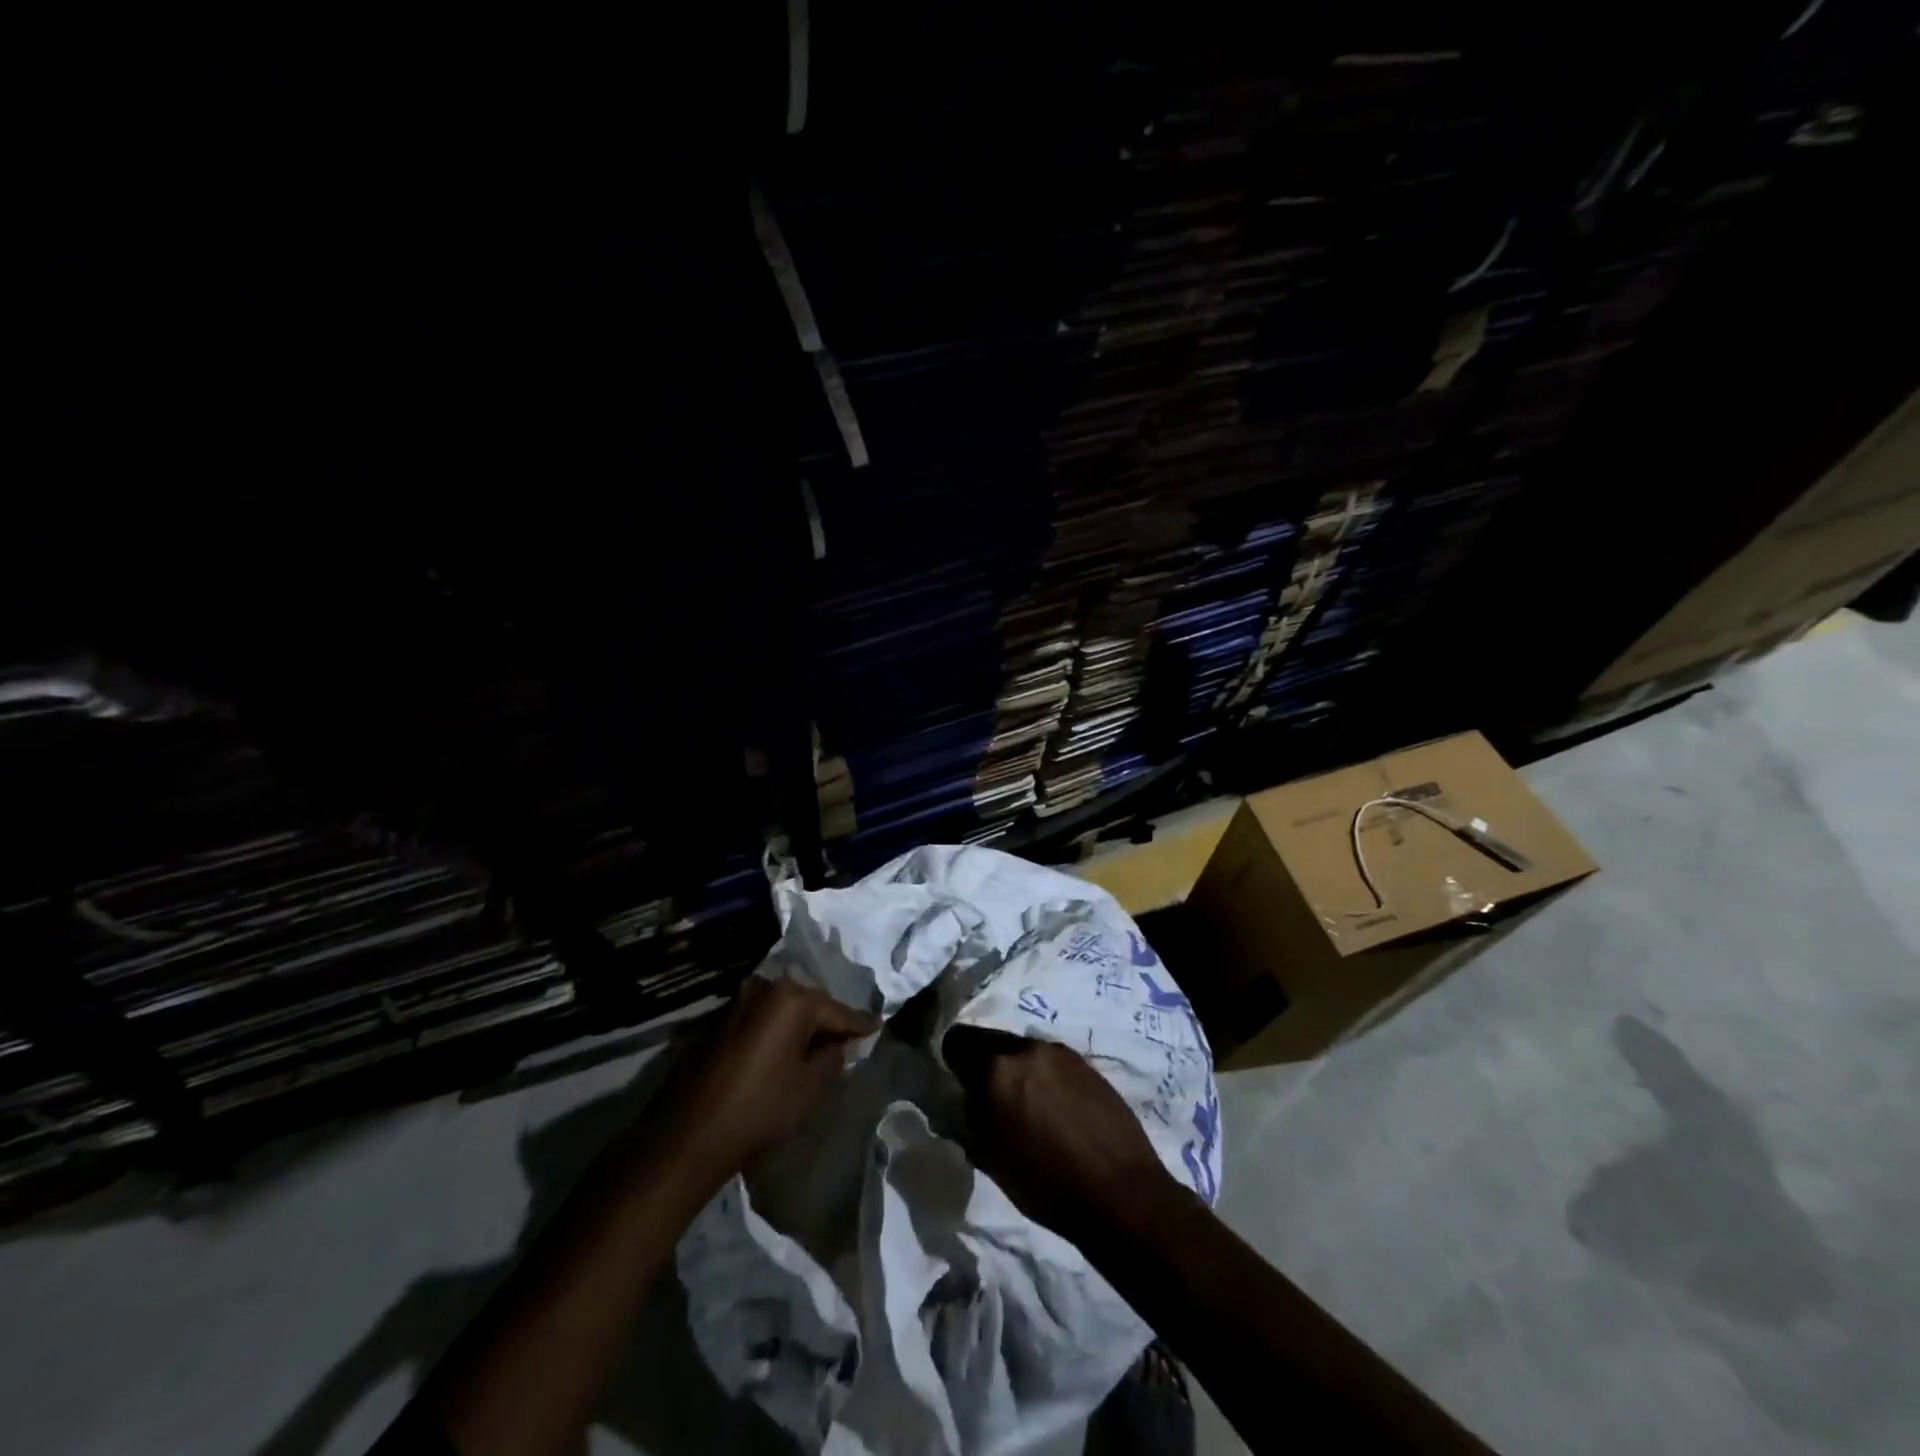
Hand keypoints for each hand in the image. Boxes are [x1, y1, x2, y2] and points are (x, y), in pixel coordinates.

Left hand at [662, 975, 879, 1177]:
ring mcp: (737, 1002)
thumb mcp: (810, 1088)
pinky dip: (776, 1030)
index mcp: (792, 999)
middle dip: (827, 1021)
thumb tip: (837, 1045)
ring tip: (817, 1044)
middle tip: (847, 1038)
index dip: (860, 1023)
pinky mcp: (718, 1021)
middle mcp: (765, 989)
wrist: (687, 1135)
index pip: (838, 1011)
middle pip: (809, 1004)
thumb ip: (833, 1059)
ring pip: (782, 1010)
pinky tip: (783, 1050)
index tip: (879, 1026)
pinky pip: (760, 1019)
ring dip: (799, 1025)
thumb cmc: (759, 1109)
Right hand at [944, 1027, 1182, 1248]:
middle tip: (991, 1100)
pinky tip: (1055, 1108)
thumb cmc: (1045, 1184)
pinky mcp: (1085, 1061)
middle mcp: (1025, 1048)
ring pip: (1021, 1050)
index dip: (952, 1063)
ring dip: (1016, 1070)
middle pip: (989, 1041)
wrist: (1120, 1192)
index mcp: (995, 1068)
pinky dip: (1044, 1076)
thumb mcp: (989, 1159)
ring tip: (1027, 1107)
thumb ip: (966, 1120)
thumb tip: (957, 1102)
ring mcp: (1058, 1051)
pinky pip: (1049, 1060)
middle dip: (984, 1065)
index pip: (956, 1041)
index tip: (957, 1086)